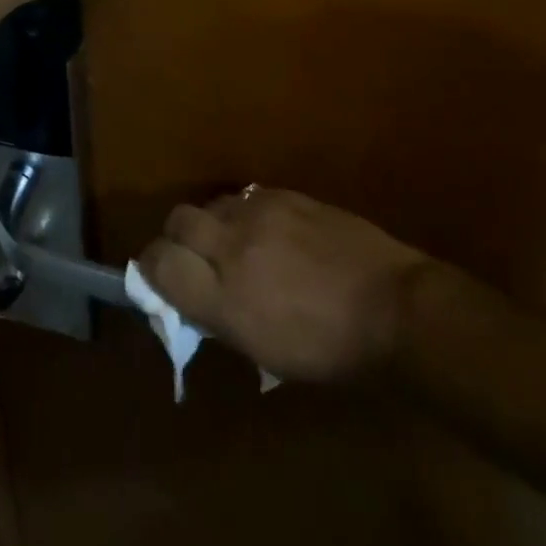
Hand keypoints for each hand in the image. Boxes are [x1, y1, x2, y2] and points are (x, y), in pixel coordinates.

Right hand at [139, 188, 429, 382]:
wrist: (394, 307)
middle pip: (178, 221)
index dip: (152, 268)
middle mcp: (233, 246)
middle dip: (177, 238)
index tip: (158, 276)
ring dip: (212, 224)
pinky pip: (246, 197)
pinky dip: (244, 214)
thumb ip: (219, 317)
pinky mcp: (285, 193)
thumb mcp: (265, 352)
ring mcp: (260, 212)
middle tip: (193, 257)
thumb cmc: (331, 350)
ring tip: (234, 244)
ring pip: (211, 204)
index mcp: (225, 297)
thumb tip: (190, 296)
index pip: (160, 264)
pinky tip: (267, 232)